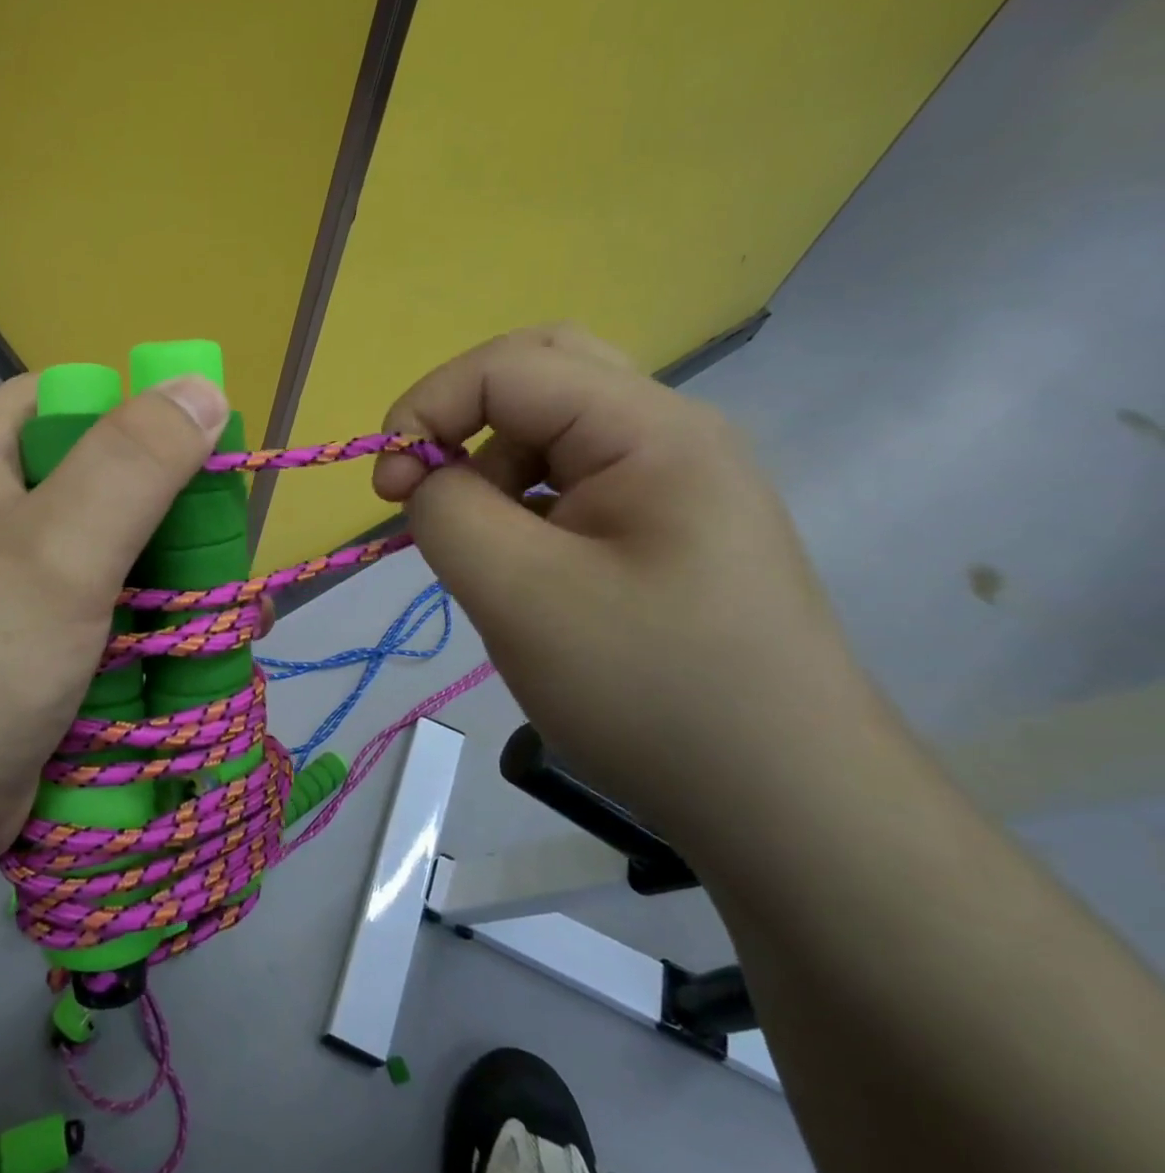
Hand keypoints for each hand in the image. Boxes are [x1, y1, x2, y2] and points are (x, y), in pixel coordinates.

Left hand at [0, 373, 229, 873]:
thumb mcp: (56, 549)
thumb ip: (130, 465)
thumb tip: (203, 388)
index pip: (60, 399)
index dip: (127, 405)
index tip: (193, 439)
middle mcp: (9, 522)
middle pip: (107, 482)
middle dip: (174, 508)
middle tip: (227, 539)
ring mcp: (31, 592)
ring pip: (124, 557)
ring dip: (181, 578)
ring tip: (240, 609)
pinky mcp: (53, 651)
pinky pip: (122, 619)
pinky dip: (165, 628)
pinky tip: (210, 650)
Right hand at [374, 326, 897, 844]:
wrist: (786, 805)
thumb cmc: (651, 692)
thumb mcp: (521, 597)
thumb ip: (449, 513)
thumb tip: (426, 480)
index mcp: (650, 430)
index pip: (510, 366)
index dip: (427, 406)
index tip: (386, 488)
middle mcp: (670, 435)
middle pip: (542, 373)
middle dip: (462, 416)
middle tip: (423, 483)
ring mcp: (675, 483)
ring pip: (554, 430)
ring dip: (491, 466)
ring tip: (476, 549)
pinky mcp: (666, 529)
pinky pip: (573, 482)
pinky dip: (522, 503)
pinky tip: (520, 568)